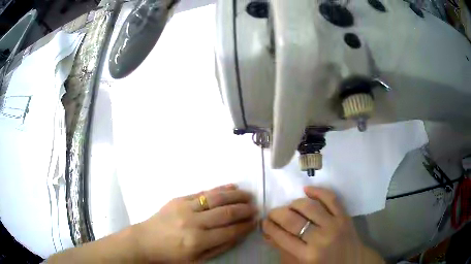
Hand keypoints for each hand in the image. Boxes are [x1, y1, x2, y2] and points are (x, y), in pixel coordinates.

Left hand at [132, 184, 257, 262]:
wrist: (145, 241)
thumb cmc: (171, 255)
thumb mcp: (197, 260)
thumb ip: (219, 247)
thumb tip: (239, 234)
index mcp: (198, 241)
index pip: (230, 231)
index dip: (245, 226)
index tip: (255, 221)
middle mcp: (193, 222)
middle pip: (226, 213)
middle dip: (244, 209)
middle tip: (256, 207)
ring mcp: (185, 207)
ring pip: (216, 198)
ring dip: (236, 196)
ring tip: (248, 195)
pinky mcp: (179, 199)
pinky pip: (203, 191)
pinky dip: (219, 189)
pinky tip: (231, 186)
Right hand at [262, 186, 383, 263]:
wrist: (352, 261)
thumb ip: (283, 250)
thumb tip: (269, 233)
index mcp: (307, 255)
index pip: (281, 236)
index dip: (269, 227)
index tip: (265, 222)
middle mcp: (320, 238)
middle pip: (292, 220)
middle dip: (277, 214)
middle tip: (273, 214)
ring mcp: (334, 225)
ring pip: (309, 206)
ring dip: (294, 204)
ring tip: (289, 207)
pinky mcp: (344, 216)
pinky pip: (330, 198)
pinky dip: (317, 191)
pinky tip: (306, 190)